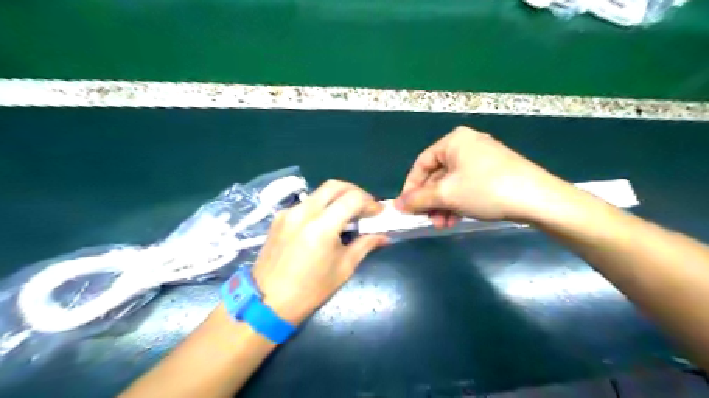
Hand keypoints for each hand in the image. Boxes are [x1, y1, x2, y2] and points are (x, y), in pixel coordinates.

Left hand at [255, 181, 386, 324]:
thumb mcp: (343, 268)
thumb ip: (365, 245)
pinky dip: (321, 206)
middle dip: (355, 191)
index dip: (370, 202)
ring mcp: (288, 213)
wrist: (266, 303)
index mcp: (321, 227)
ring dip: (337, 198)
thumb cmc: (310, 291)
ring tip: (347, 214)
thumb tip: (383, 236)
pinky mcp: (278, 218)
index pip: (352, 198)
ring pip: (319, 193)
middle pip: (334, 186)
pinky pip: (305, 203)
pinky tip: (325, 223)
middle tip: (365, 206)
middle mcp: (303, 212)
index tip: (378, 213)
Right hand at [396, 128, 568, 227]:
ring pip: (451, 184)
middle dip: (430, 201)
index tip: (406, 208)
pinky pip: (466, 187)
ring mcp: (482, 159)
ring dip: (443, 206)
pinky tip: (456, 219)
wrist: (537, 199)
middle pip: (437, 175)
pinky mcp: (494, 173)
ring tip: (442, 225)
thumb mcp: (446, 194)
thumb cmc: (485, 189)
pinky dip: (458, 203)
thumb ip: (418, 199)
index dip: (410, 187)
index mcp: (453, 141)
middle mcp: (467, 145)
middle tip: (427, 220)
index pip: (421, 164)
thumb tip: (398, 205)